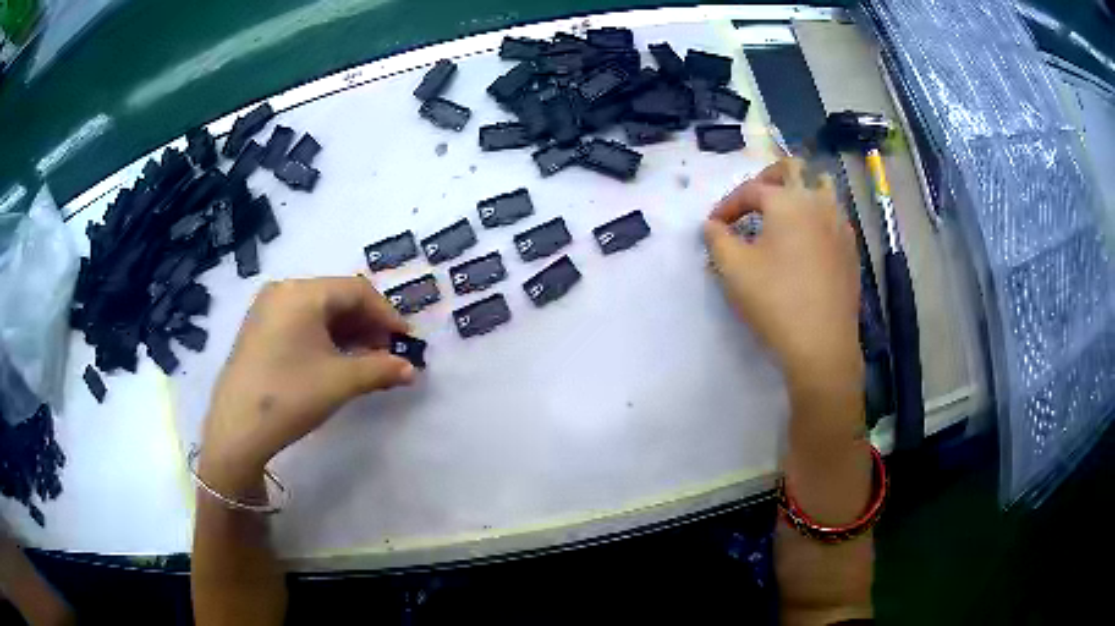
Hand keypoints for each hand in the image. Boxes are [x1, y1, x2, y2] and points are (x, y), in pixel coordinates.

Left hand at [199, 277, 415, 492]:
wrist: (237, 429)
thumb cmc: (291, 395)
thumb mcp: (341, 382)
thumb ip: (381, 369)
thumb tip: (411, 370)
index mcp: (303, 292)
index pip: (357, 291)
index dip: (387, 314)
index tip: (406, 340)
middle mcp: (283, 290)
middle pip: (336, 298)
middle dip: (367, 325)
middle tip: (387, 353)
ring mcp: (267, 309)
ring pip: (318, 311)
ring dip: (347, 333)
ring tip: (365, 360)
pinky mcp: (258, 329)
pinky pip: (300, 322)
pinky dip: (323, 337)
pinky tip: (335, 361)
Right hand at [703, 158, 861, 391]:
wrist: (823, 345)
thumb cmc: (775, 301)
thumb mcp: (733, 268)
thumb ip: (716, 238)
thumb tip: (712, 226)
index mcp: (788, 201)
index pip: (751, 189)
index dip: (727, 205)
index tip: (713, 227)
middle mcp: (819, 203)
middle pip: (794, 170)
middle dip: (767, 180)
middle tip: (751, 203)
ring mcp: (841, 225)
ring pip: (820, 189)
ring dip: (798, 194)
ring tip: (782, 219)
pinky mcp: (851, 250)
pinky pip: (832, 217)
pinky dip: (814, 219)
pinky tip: (805, 247)